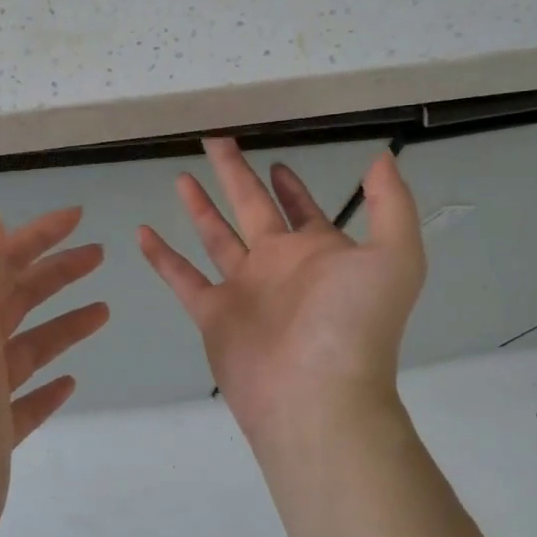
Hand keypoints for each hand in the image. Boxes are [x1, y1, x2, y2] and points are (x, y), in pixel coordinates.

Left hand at [0, 207, 108, 536]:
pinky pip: (24, 398)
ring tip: (103, 311)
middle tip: (99, 255)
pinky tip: (70, 383)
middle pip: (14, 300)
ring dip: (61, 323)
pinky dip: (47, 383)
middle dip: (54, 272)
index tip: (78, 218)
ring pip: (25, 346)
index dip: (36, 236)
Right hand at [139, 138, 425, 452]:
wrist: (316, 396)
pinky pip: (181, 277)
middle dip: (235, 175)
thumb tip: (382, 157)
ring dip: (198, 207)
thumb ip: (390, 204)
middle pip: (251, 209)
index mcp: (318, 251)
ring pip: (215, 237)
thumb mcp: (394, 256)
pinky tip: (142, 231)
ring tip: (179, 176)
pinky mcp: (212, 314)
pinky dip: (162, 256)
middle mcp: (279, 266)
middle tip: (215, 140)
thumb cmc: (353, 323)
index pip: (301, 209)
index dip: (290, 186)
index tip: (275, 161)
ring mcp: (244, 290)